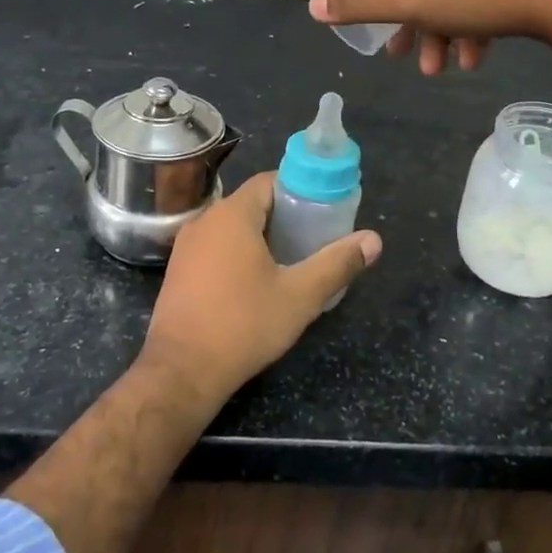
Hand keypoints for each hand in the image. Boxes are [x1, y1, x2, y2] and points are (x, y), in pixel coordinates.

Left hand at [141, 173, 381, 400]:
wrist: (182, 370)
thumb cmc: (243, 325)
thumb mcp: (300, 296)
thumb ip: (337, 263)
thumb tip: (374, 240)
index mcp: (232, 215)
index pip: (268, 181)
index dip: (298, 190)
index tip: (322, 210)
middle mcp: (204, 221)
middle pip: (250, 203)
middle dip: (283, 215)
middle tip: (312, 238)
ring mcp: (186, 246)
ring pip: (231, 227)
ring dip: (259, 236)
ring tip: (289, 260)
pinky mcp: (178, 271)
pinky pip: (214, 247)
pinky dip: (236, 253)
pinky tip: (254, 281)